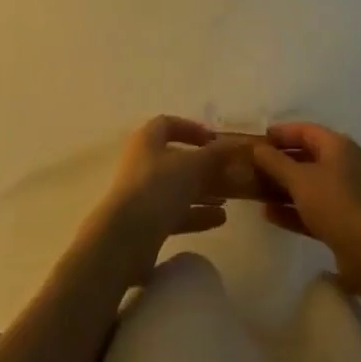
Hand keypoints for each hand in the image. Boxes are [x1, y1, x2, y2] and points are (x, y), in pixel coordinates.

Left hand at [75, 116, 257, 288]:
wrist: (126, 237)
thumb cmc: (158, 187)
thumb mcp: (192, 166)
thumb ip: (215, 155)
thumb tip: (234, 144)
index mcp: (147, 140)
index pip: (168, 124)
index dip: (191, 129)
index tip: (214, 140)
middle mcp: (142, 163)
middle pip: (176, 159)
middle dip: (203, 166)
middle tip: (228, 174)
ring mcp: (143, 194)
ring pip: (177, 188)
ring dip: (203, 191)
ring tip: (228, 199)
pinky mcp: (146, 222)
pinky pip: (175, 212)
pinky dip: (196, 213)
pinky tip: (220, 219)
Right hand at [252, 122, 360, 295]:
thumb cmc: (334, 203)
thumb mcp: (299, 179)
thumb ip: (275, 162)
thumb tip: (257, 148)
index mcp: (337, 146)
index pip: (305, 130)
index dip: (281, 133)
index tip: (257, 140)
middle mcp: (343, 166)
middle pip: (306, 157)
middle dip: (279, 162)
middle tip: (252, 166)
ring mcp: (344, 195)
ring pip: (308, 185)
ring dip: (283, 187)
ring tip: (255, 190)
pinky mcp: (342, 222)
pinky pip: (312, 209)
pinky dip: (292, 210)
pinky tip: (269, 215)